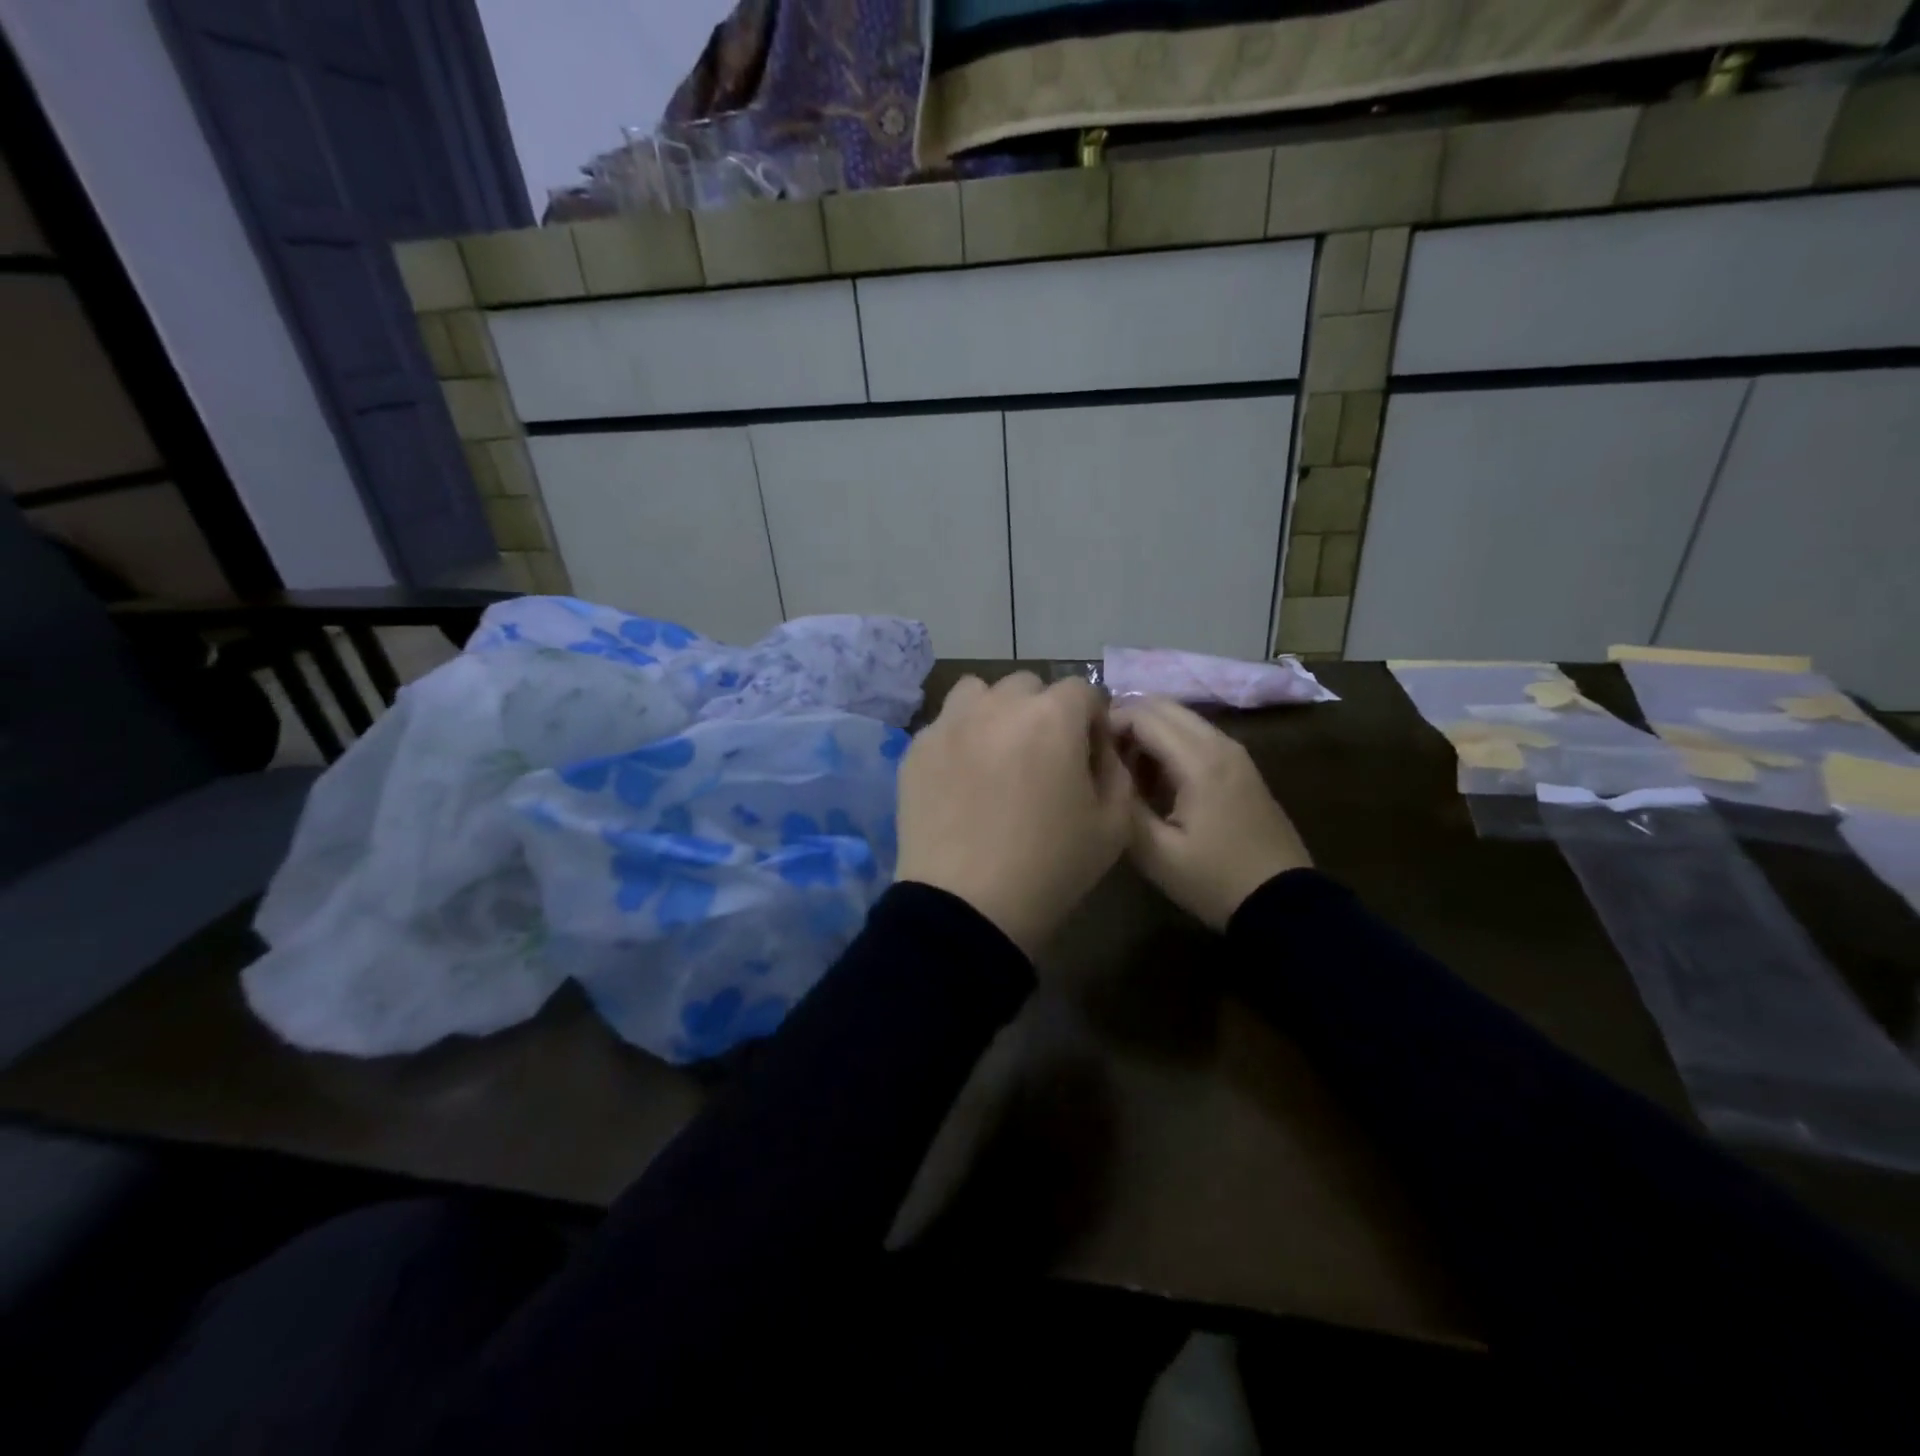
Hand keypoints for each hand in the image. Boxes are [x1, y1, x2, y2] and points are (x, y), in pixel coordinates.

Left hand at [896, 672, 1132, 957]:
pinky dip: (960, 738)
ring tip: (997, 754)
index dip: (1091, 719)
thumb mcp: (1114, 825)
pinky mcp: (917, 748)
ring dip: (995, 711)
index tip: (1089, 753)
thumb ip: (1116, 770)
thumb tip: (1099, 746)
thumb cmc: (1050, 868)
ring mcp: (949, 723)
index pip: (1081, 689)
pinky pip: (945, 724)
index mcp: (1052, 717)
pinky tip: (962, 779)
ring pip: (979, 693)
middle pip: (1028, 685)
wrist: (966, 907)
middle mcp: (997, 705)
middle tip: (1042, 757)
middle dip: (1043, 711)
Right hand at [1111, 695, 1311, 929]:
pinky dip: (1169, 744)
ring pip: (1181, 719)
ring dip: (1148, 732)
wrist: (1283, 904)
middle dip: (1126, 721)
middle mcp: (1220, 744)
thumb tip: (1104, 771)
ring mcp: (1235, 753)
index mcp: (1199, 761)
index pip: (1142, 716)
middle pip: (1163, 706)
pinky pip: (1196, 737)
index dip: (1108, 724)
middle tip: (1101, 755)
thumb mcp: (1156, 853)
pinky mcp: (1241, 767)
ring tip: (1124, 770)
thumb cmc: (1214, 880)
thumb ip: (1124, 804)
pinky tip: (1155, 781)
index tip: (1085, 750)